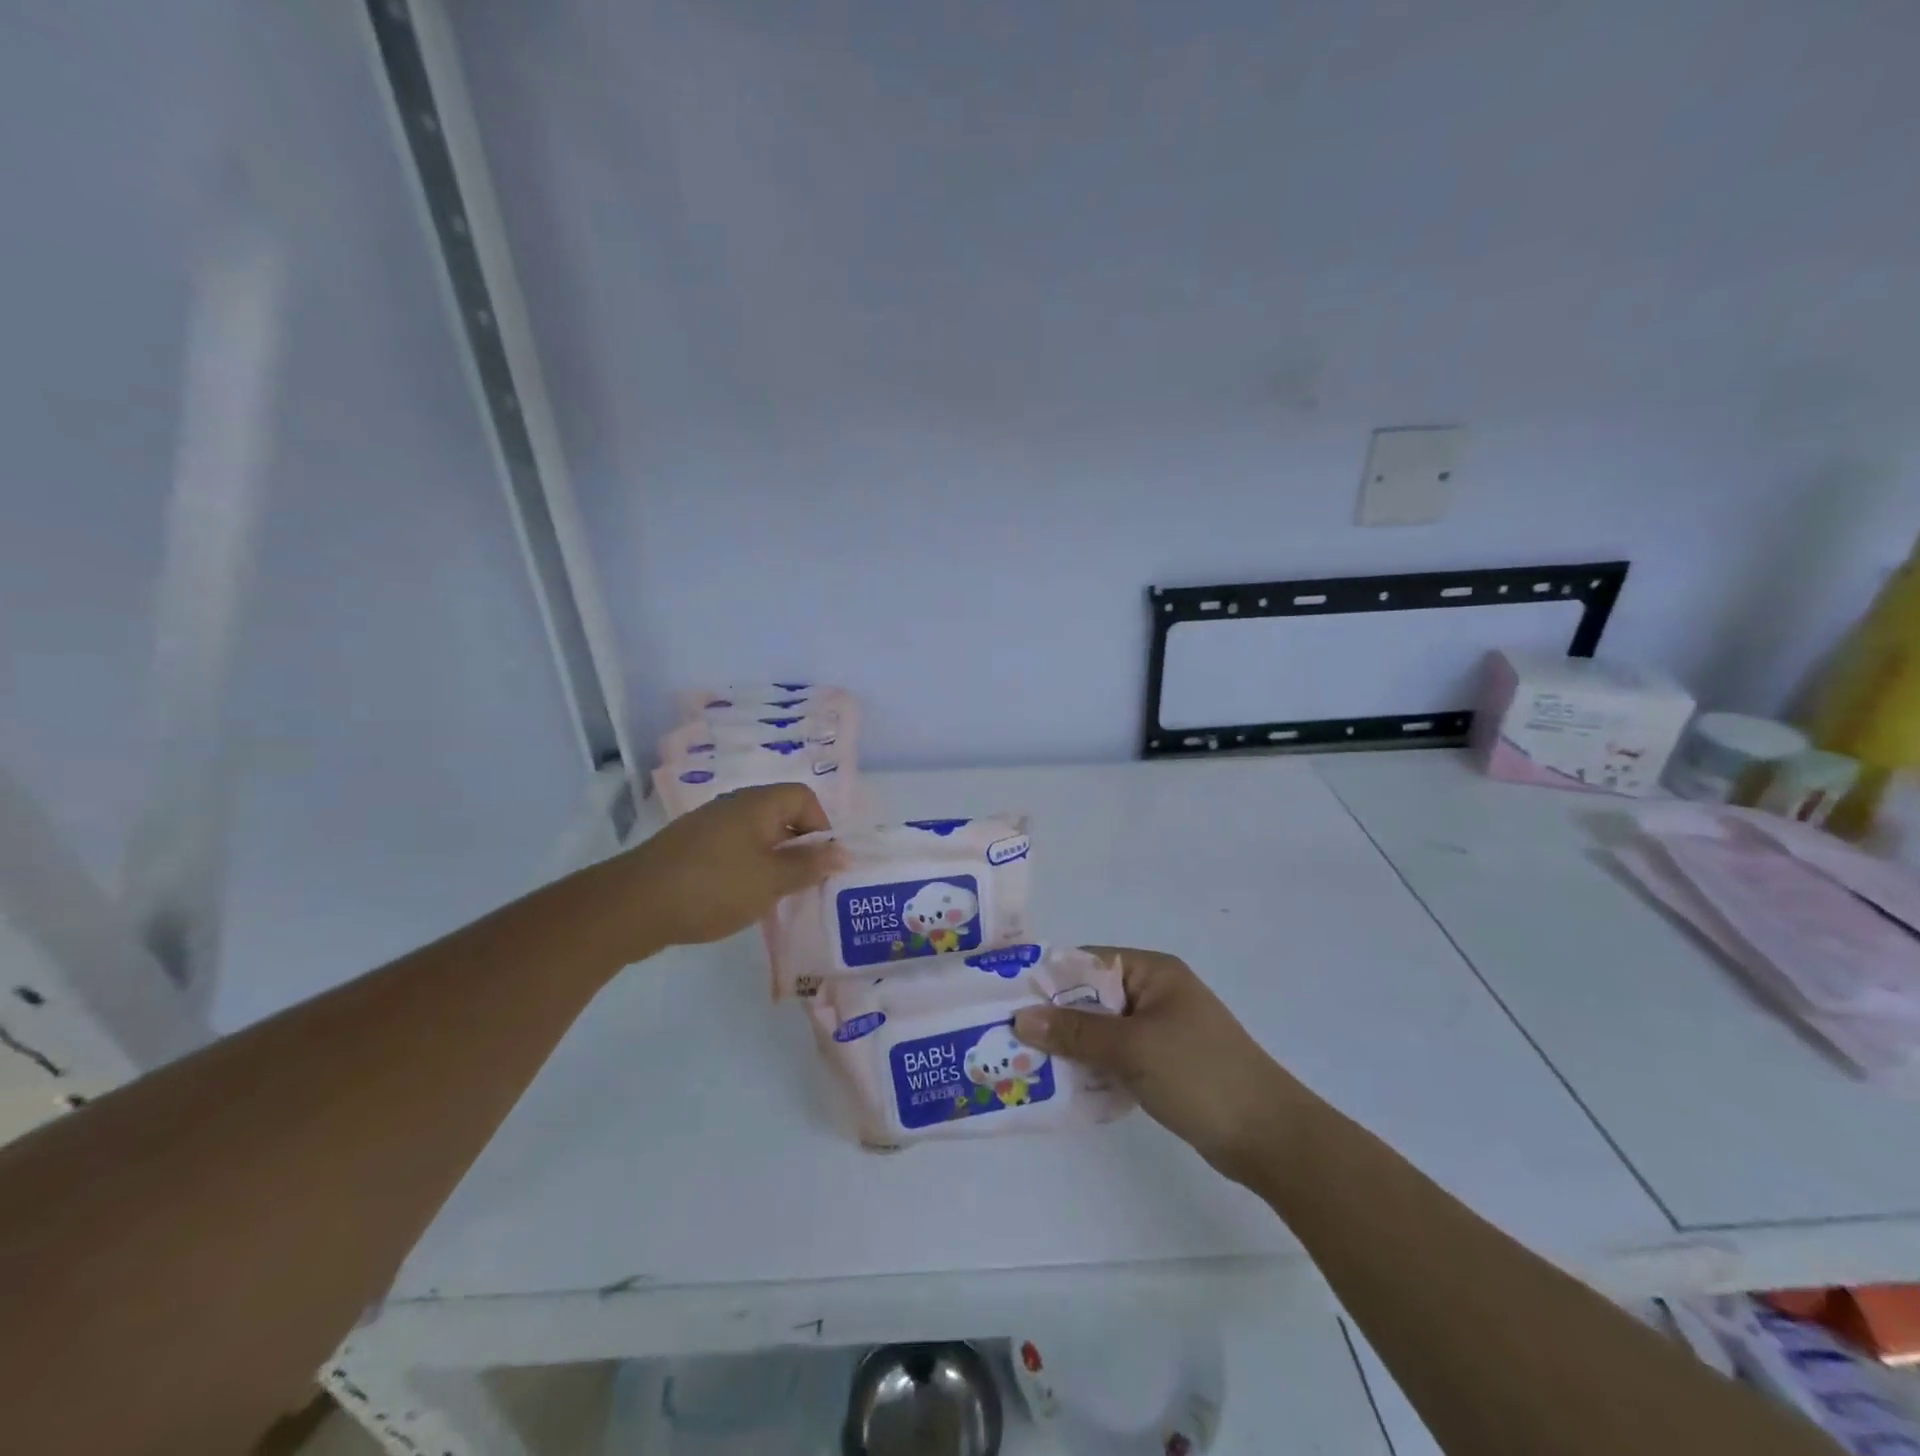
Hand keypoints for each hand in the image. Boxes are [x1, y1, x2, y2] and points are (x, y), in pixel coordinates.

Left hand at [613, 784, 845, 951]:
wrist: (634, 905)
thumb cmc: (714, 886)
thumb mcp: (771, 880)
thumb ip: (809, 866)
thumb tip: (843, 853)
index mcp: (757, 804)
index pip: (804, 796)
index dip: (820, 826)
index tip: (819, 863)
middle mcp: (733, 806)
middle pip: (780, 815)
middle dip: (798, 848)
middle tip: (803, 884)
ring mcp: (708, 827)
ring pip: (756, 836)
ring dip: (772, 862)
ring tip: (774, 897)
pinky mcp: (690, 850)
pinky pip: (732, 851)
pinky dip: (746, 870)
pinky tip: (740, 900)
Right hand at [1012, 947, 1298, 1183]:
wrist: (1269, 1137)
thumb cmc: (1200, 1075)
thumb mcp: (1133, 1048)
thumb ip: (1076, 1032)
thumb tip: (1021, 1017)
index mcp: (1152, 972)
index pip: (1087, 963)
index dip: (1047, 980)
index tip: (1006, 1000)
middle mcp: (1154, 993)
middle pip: (1091, 998)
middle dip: (1054, 1019)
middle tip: (1008, 1039)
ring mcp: (1160, 1030)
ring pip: (1101, 1030)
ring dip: (1070, 1047)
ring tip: (1024, 1065)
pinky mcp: (1163, 1063)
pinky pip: (1116, 1056)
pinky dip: (1092, 1068)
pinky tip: (1063, 1087)